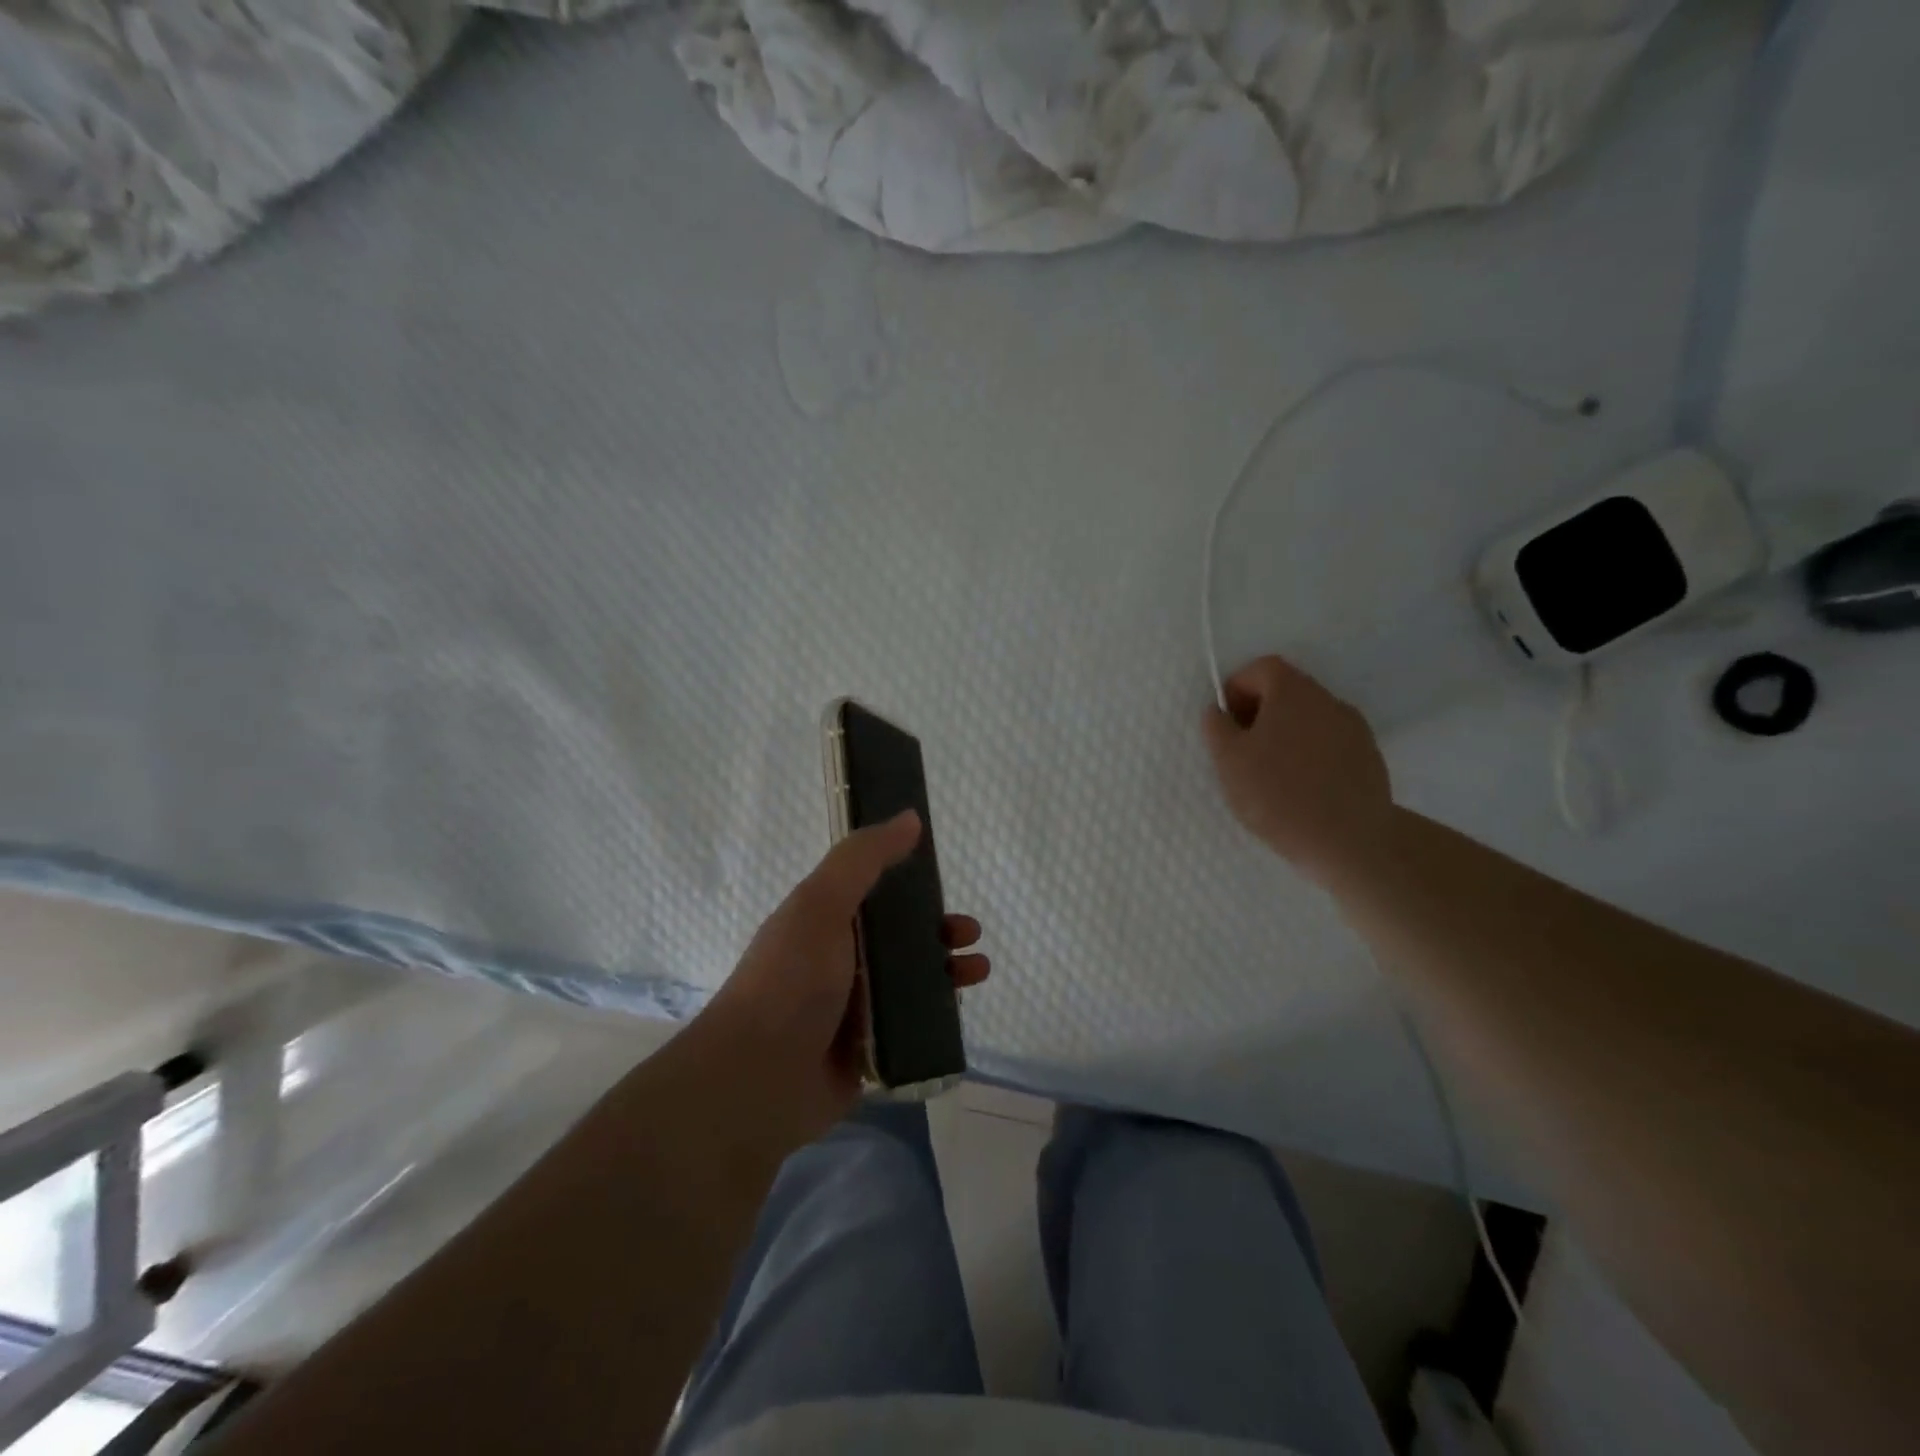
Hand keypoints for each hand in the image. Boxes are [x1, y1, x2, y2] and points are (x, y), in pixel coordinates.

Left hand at [691, 811, 989, 1152]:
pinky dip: (937, 1018)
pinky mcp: (868, 1052)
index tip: (943, 882)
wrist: (757, 1080)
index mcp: (824, 923)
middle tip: (968, 934)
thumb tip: (910, 817)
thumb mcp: (822, 904)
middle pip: (900, 939)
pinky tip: (960, 1013)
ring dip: (947, 972)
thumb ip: (864, 859)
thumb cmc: (790, 981)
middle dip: (939, 931)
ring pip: (911, 982)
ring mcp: (854, 1010)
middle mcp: (839, 962)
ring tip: (978, 971)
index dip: (911, 886)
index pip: (875, 894)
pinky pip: (911, 1027)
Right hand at [1202, 655, 1394, 886]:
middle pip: (1287, 691)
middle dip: (1259, 713)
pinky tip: (1300, 789)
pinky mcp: (1369, 758)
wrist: (1350, 841)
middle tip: (1241, 751)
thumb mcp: (1228, 761)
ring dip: (1285, 735)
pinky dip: (1309, 755)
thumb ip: (1217, 727)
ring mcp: (1354, 729)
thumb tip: (1218, 711)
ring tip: (1270, 775)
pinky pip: (1329, 743)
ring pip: (1308, 719)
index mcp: (1293, 692)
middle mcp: (1328, 700)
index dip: (1236, 689)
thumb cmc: (1278, 795)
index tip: (1225, 724)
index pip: (1260, 668)